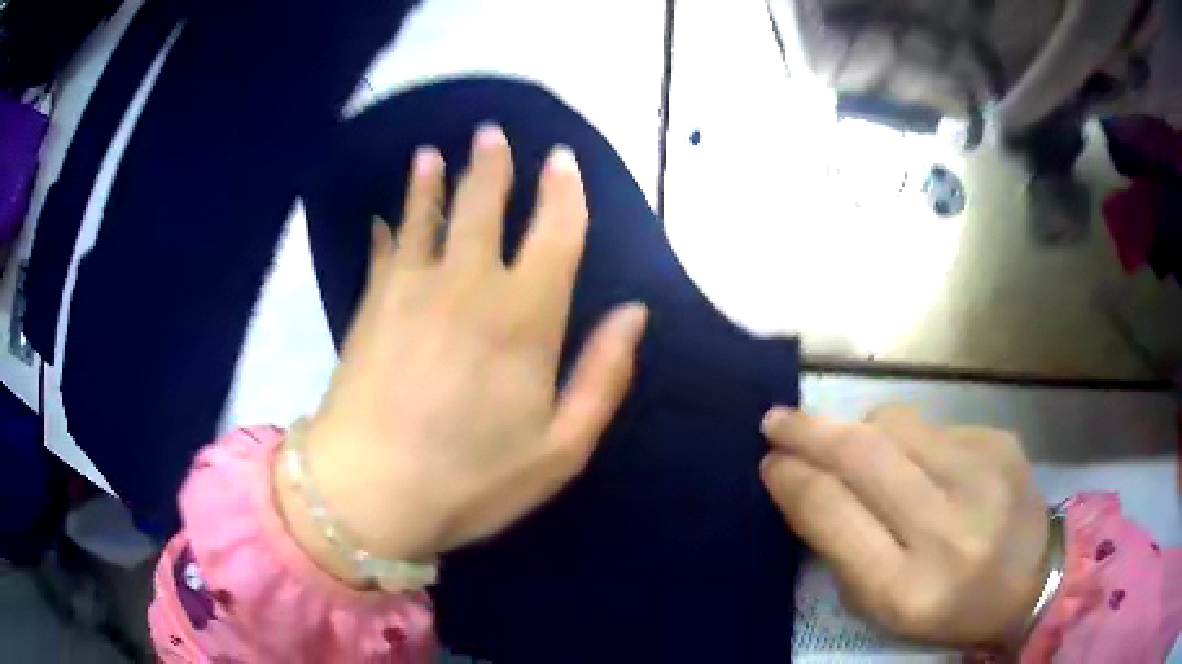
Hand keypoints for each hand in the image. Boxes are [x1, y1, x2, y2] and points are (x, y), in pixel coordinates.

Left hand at [276, 125, 646, 575]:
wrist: (370, 493)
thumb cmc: (472, 480)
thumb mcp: (561, 450)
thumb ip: (603, 376)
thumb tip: (633, 313)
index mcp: (525, 317)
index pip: (555, 232)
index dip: (564, 191)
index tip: (563, 160)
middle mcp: (469, 284)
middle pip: (485, 205)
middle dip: (493, 165)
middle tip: (492, 133)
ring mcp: (412, 289)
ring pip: (427, 214)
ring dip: (432, 179)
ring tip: (432, 154)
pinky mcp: (372, 305)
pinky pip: (384, 250)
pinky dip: (388, 228)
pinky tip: (383, 215)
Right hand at [760, 404, 1049, 647]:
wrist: (1032, 580)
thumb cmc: (947, 609)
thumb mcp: (884, 606)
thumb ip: (842, 549)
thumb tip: (804, 482)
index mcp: (907, 588)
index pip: (834, 514)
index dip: (794, 480)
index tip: (770, 461)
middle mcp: (948, 528)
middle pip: (863, 455)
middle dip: (810, 431)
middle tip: (777, 420)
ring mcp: (983, 475)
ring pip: (897, 423)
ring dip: (861, 429)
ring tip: (855, 447)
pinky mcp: (1001, 442)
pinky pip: (934, 426)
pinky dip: (911, 439)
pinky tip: (922, 464)